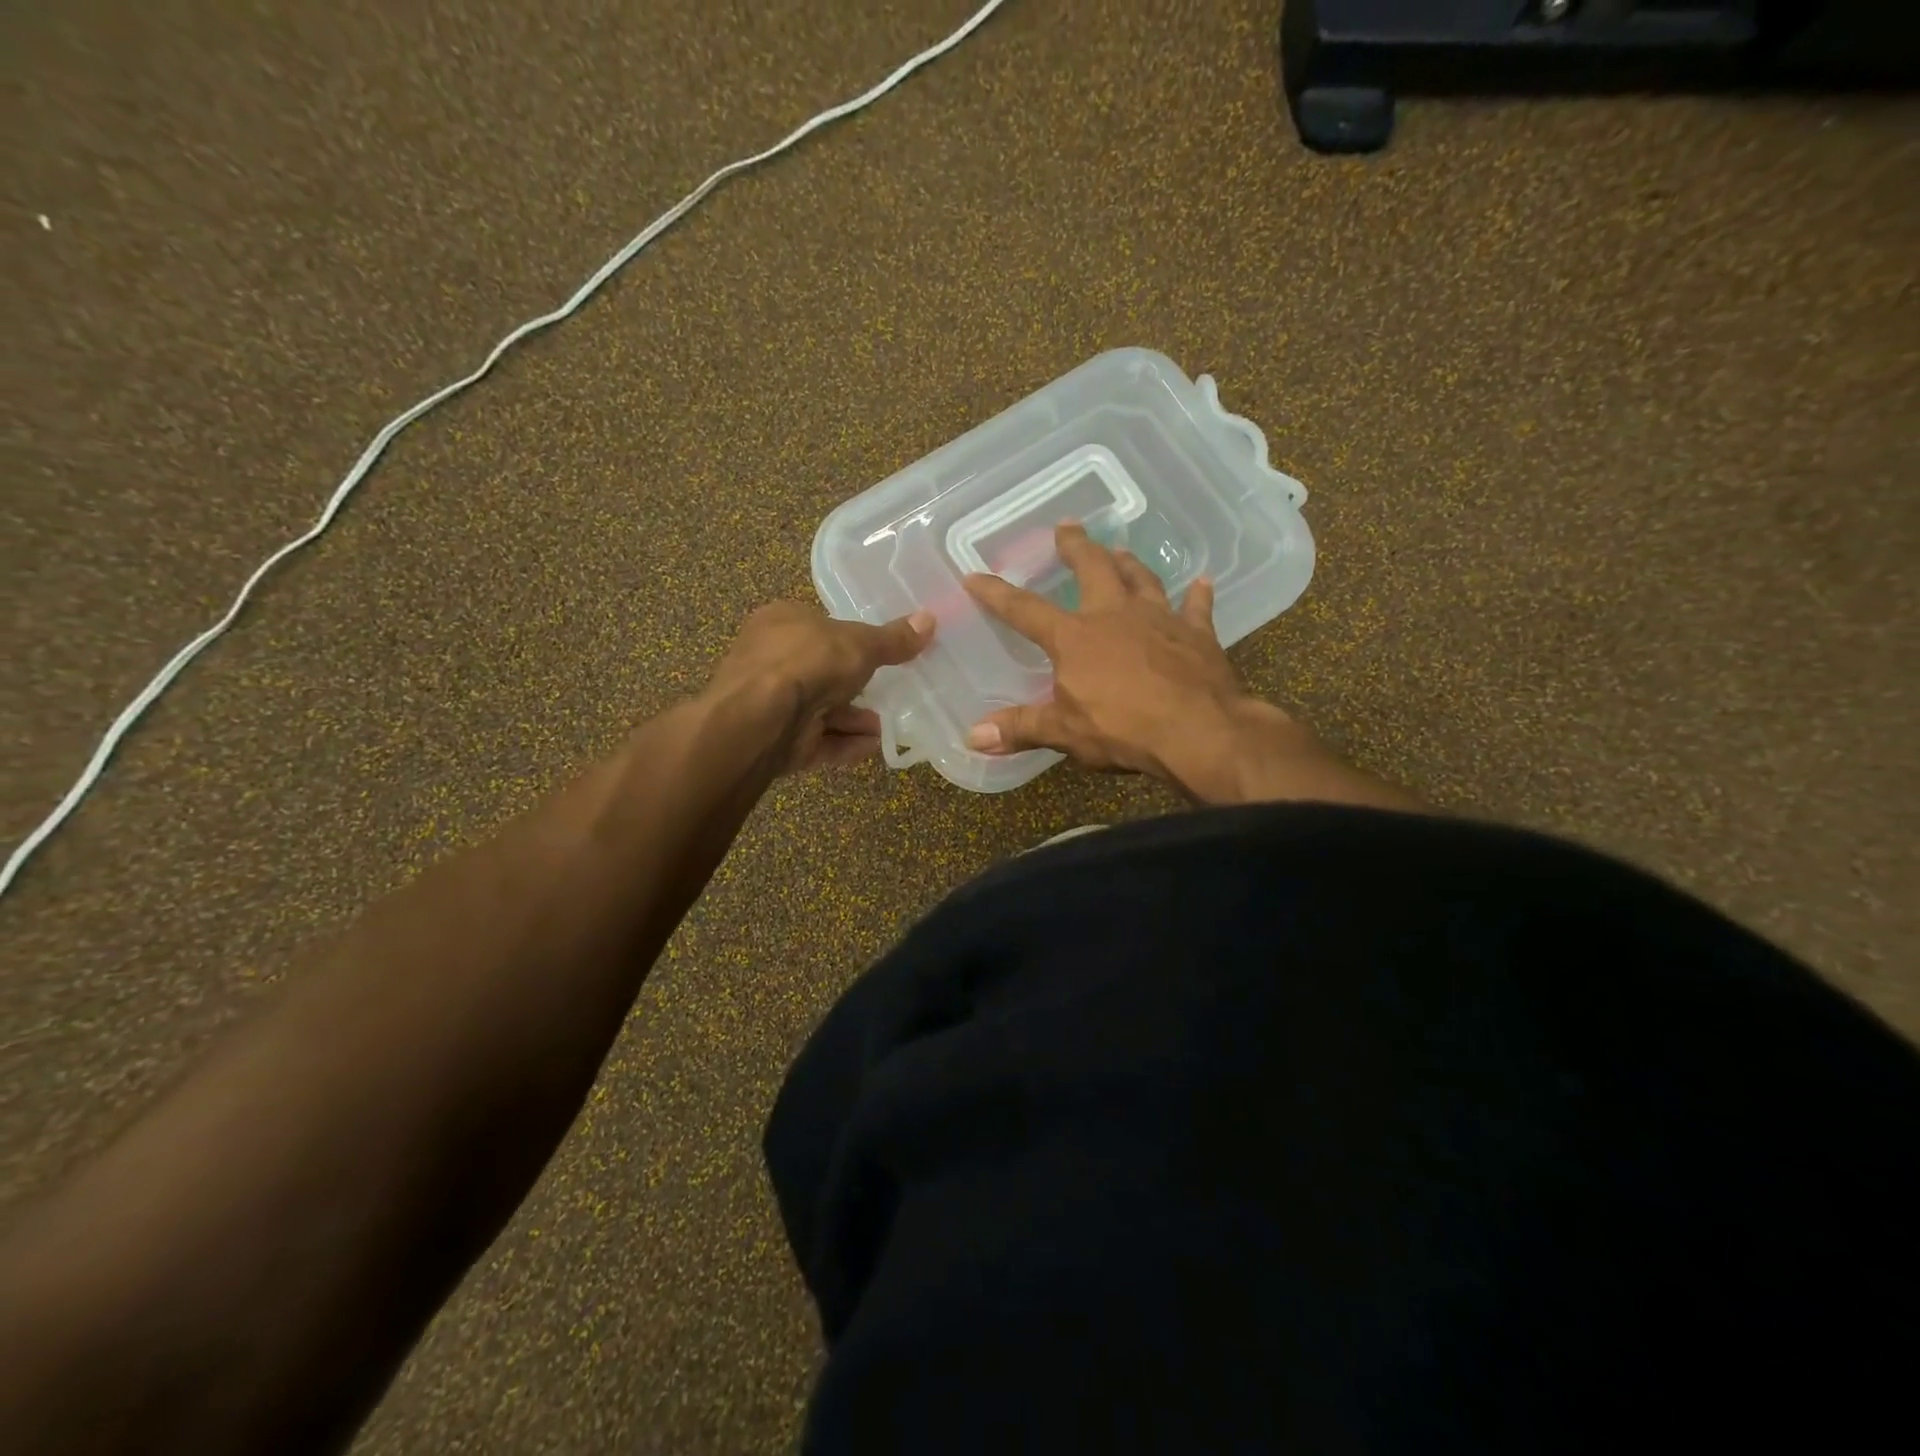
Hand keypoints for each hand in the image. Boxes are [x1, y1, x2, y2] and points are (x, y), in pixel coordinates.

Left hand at [706, 602, 934, 772]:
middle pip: (821, 672)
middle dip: (855, 688)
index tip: (877, 654)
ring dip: (854, 720)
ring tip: (885, 727)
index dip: (848, 639)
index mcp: (781, 622)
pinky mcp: (775, 740)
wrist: (761, 718)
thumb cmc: (807, 662)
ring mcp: (770, 703)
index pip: (817, 626)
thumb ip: (893, 639)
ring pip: (820, 710)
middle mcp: (770, 659)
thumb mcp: (860, 644)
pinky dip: (844, 744)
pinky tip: (871, 746)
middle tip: (888, 694)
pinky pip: (816, 740)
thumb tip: (931, 620)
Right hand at [963, 524, 1292, 784]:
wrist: (1199, 731)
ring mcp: (1159, 619)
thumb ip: (1021, 728)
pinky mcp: (1197, 633)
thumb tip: (973, 737)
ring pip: (1141, 579)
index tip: (974, 575)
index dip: (997, 593)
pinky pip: (1197, 607)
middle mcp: (1115, 615)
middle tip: (1067, 526)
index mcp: (1075, 637)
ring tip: (1120, 550)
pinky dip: (1198, 595)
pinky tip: (1202, 582)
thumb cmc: (1124, 729)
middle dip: (1076, 546)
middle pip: (1092, 569)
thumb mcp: (1064, 732)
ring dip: (1128, 563)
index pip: (1025, 610)